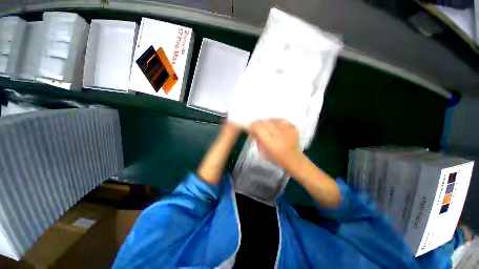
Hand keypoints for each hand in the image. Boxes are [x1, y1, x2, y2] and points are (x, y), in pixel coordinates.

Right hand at [249, 119, 303, 171]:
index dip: (253, 125)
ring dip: (268, 122)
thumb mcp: (263, 152)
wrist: (294, 160)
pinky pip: (282, 120)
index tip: (250, 126)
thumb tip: (254, 131)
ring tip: (267, 125)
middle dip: (259, 123)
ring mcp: (287, 130)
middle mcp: (279, 134)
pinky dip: (276, 121)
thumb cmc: (277, 158)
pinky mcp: (293, 128)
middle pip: (265, 122)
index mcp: (270, 142)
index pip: (258, 128)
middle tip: (257, 125)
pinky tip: (275, 124)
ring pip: (273, 120)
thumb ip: (258, 140)